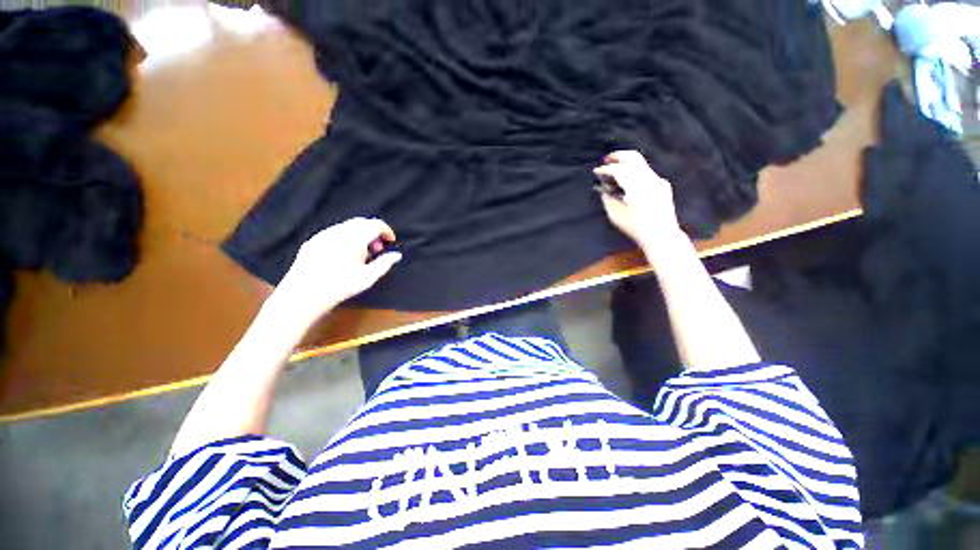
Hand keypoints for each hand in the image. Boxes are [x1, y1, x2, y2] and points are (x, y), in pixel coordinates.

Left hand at [270, 218, 401, 324]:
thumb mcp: (368, 277)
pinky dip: (346, 238)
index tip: (391, 242)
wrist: (303, 295)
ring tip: (362, 255)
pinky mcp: (313, 241)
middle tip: (378, 250)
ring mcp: (323, 235)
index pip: (375, 224)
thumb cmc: (340, 286)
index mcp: (354, 238)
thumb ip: (385, 263)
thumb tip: (397, 255)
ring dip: (360, 235)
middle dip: (374, 232)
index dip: (386, 231)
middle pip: (361, 222)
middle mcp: (338, 231)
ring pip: (347, 226)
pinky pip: (335, 232)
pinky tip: (344, 256)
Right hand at [595, 150, 685, 248]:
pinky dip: (634, 172)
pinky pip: (645, 172)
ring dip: (626, 164)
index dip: (605, 169)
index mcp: (636, 186)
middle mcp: (649, 179)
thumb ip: (607, 198)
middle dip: (618, 157)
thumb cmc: (636, 228)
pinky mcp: (662, 185)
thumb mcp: (615, 215)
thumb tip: (603, 187)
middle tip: (606, 160)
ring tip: (614, 170)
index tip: (596, 171)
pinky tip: (627, 181)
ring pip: (640, 163)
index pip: (618, 170)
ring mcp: (658, 180)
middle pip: (633, 157)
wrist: (661, 235)